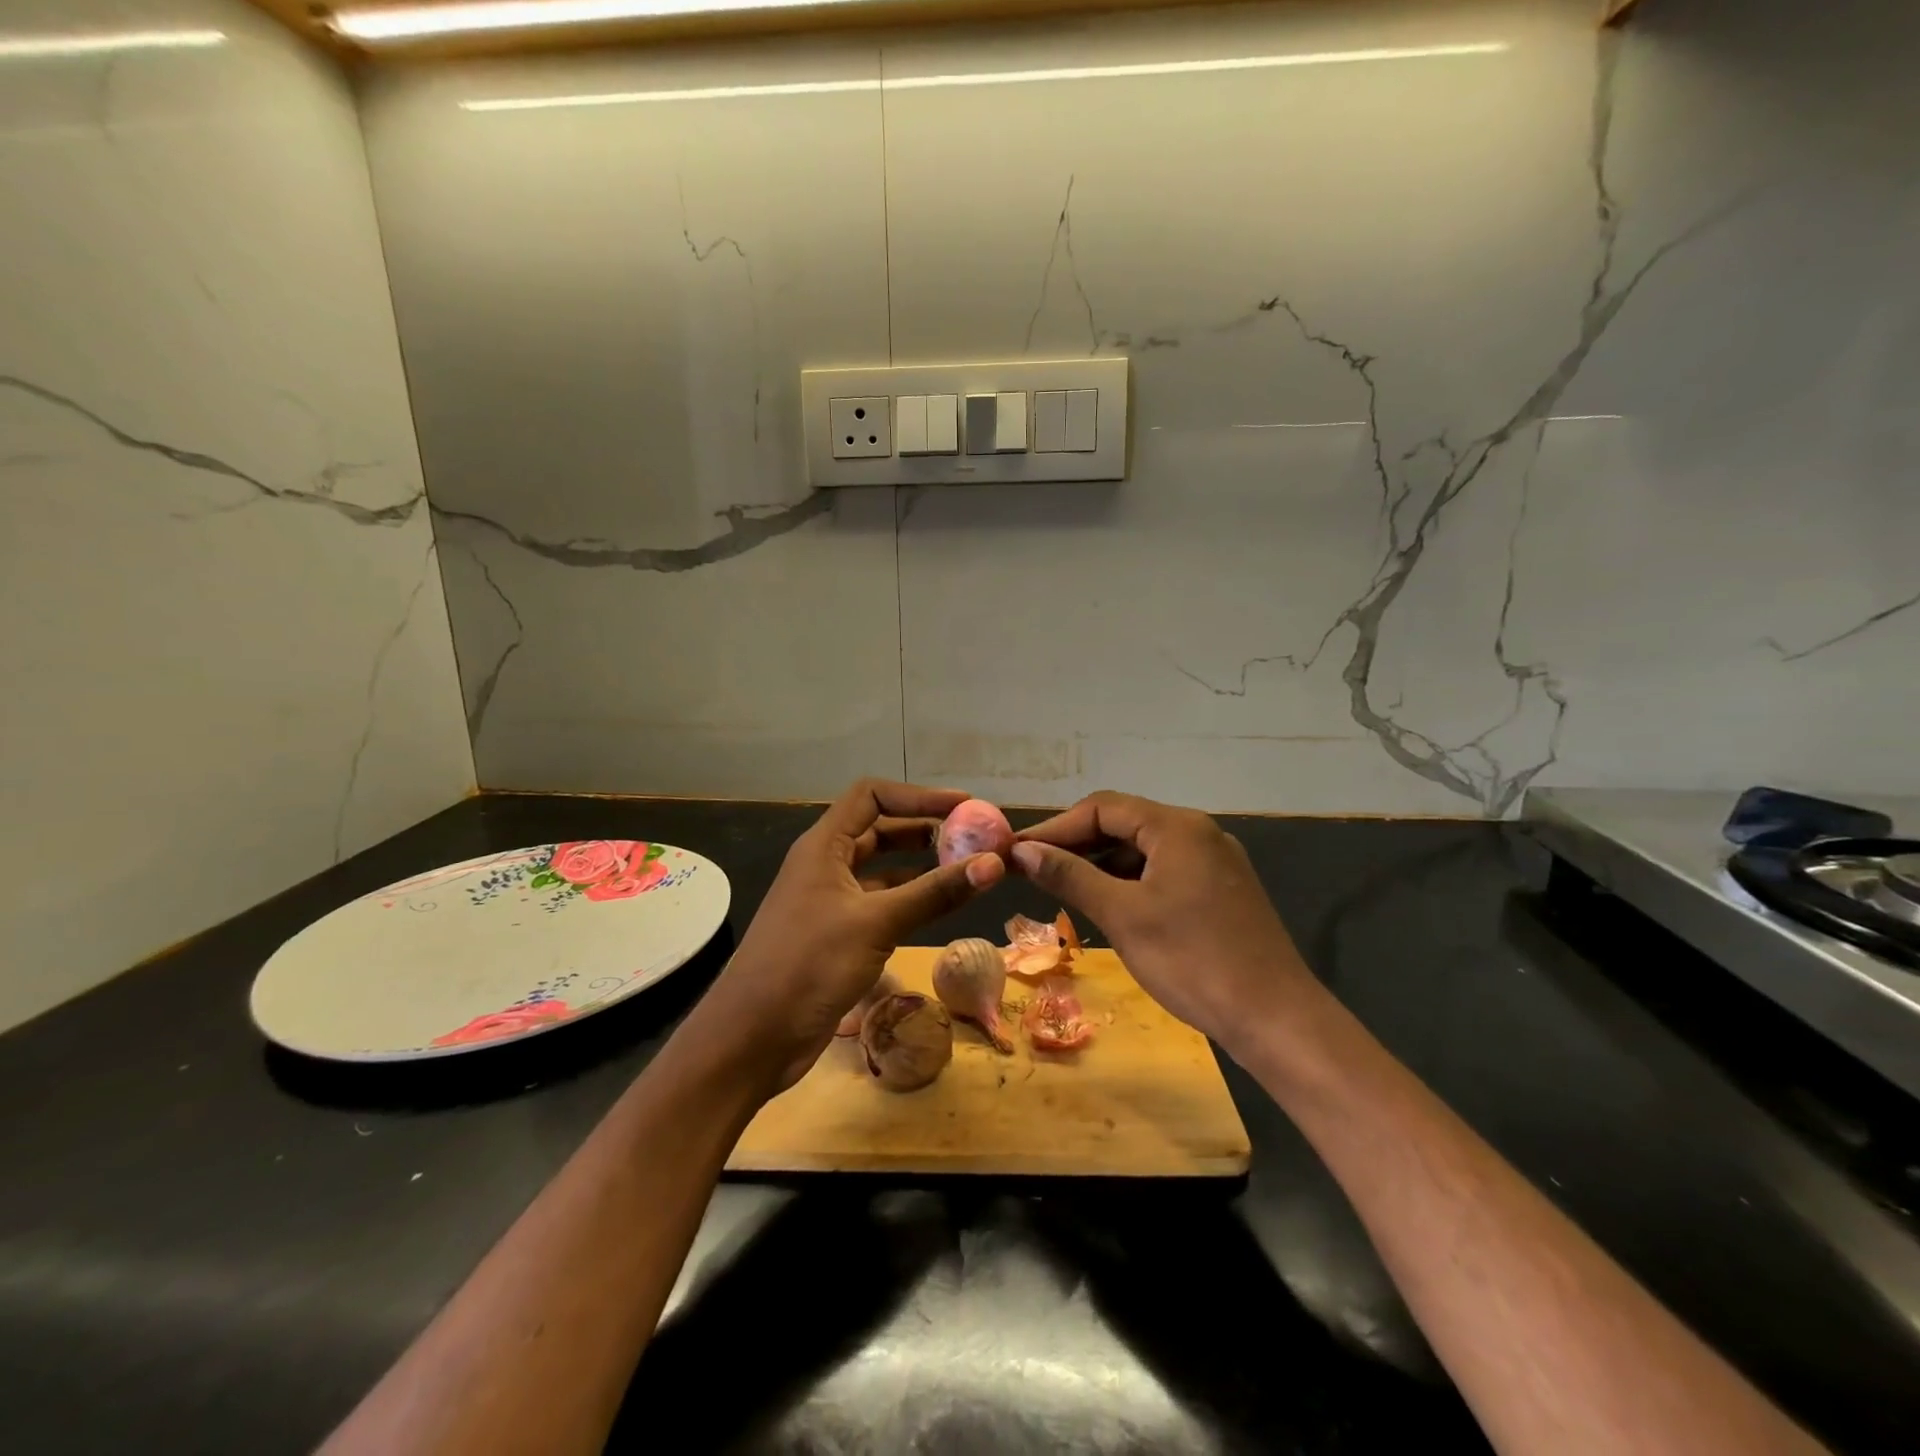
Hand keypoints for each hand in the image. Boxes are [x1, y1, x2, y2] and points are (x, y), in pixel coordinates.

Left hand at [686, 779, 1005, 1095]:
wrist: (751, 1039)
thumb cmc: (808, 965)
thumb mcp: (876, 923)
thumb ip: (935, 892)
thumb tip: (995, 863)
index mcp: (823, 846)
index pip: (872, 796)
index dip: (918, 795)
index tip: (964, 807)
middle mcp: (826, 865)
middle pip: (880, 829)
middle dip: (925, 830)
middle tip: (972, 839)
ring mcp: (830, 901)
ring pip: (882, 869)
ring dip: (921, 866)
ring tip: (966, 869)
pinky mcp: (837, 935)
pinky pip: (881, 904)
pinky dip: (910, 900)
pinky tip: (941, 908)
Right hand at [1011, 791, 1315, 1056]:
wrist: (1275, 1018)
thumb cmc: (1192, 961)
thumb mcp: (1122, 915)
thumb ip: (1070, 876)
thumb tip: (1022, 851)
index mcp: (1177, 826)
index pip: (1102, 807)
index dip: (1056, 827)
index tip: (1018, 851)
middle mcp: (1198, 833)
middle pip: (1124, 823)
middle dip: (1076, 843)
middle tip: (1033, 869)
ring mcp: (1214, 862)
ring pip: (1143, 849)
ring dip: (1101, 863)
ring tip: (1061, 886)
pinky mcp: (1220, 890)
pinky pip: (1163, 871)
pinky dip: (1129, 881)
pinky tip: (1106, 903)